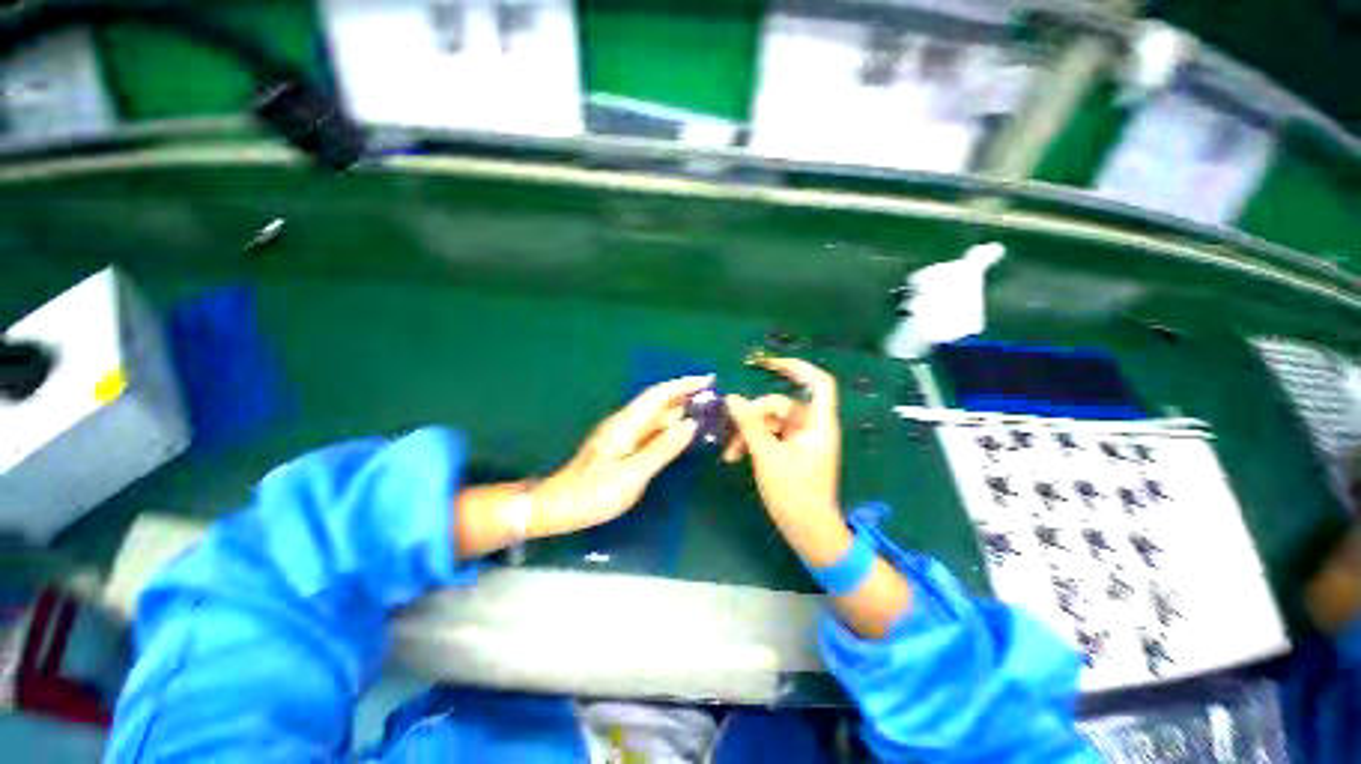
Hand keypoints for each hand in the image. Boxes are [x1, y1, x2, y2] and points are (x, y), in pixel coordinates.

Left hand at [529, 376, 707, 537]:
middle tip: (715, 398)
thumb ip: (662, 449)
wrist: (559, 507)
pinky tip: (681, 433)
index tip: (708, 379)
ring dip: (680, 410)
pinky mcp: (623, 446)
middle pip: (659, 402)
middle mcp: (626, 422)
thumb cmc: (594, 493)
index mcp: (627, 423)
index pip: (659, 395)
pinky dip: (670, 427)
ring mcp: (623, 434)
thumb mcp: (632, 474)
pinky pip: (652, 429)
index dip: (684, 384)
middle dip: (686, 395)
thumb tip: (689, 425)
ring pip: (656, 416)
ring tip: (705, 413)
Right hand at [724, 358, 849, 565]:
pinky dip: (752, 442)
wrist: (807, 531)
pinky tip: (735, 456)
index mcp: (818, 424)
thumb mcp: (767, 456)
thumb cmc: (794, 494)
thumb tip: (731, 398)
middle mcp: (811, 427)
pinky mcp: (789, 451)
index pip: (818, 383)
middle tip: (733, 432)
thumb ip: (749, 424)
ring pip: (769, 422)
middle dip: (754, 416)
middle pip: (781, 404)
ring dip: (747, 433)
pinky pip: (768, 436)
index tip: (767, 365)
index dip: (797, 368)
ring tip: (730, 453)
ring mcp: (799, 439)